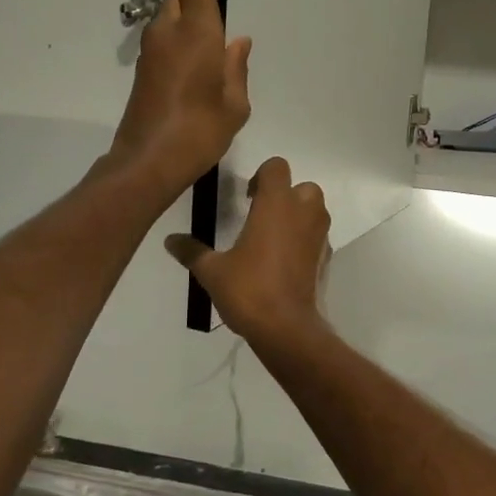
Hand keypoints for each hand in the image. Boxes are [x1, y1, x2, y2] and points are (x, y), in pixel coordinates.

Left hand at [111, 0, 251, 195]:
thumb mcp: (234, 105)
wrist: (148, 161)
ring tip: (208, 20)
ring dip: (184, 8)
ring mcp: (151, 51)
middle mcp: (169, 33)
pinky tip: (194, 49)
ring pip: (168, 14)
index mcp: (196, 33)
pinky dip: (178, 30)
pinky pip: (163, 36)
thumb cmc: (199, 131)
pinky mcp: (144, 70)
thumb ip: (236, 68)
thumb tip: (237, 42)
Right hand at [166, 159, 331, 345]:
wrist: (286, 328)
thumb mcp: (212, 271)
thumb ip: (191, 251)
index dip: (261, 176)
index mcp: (276, 204)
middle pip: (302, 186)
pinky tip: (284, 262)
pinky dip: (304, 241)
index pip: (276, 167)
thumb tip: (169, 240)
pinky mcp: (325, 258)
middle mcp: (303, 212)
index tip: (247, 198)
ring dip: (298, 216)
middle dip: (285, 195)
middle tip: (261, 215)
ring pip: (315, 210)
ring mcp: (319, 236)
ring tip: (272, 238)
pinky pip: (317, 237)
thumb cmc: (249, 289)